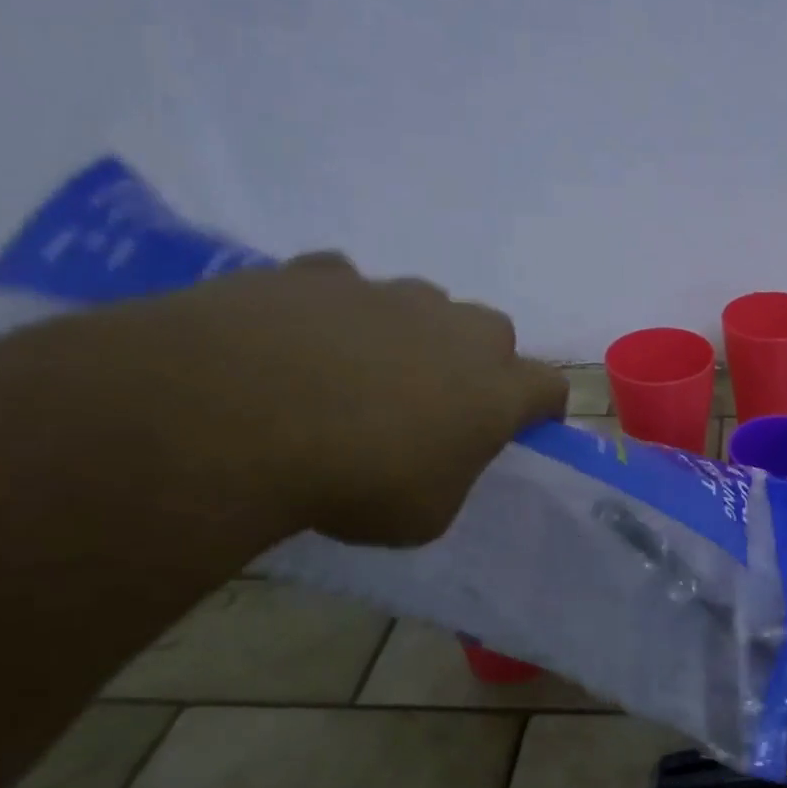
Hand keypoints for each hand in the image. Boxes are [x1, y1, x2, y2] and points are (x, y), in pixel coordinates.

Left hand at [98, 252, 567, 544]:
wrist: (235, 417)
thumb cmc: (354, 482)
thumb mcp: (426, 514)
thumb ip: (452, 475)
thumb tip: (439, 457)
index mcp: (495, 390)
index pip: (551, 388)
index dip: (541, 408)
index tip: (522, 427)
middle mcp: (456, 330)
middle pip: (494, 334)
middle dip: (478, 363)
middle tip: (439, 401)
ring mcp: (388, 293)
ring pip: (423, 304)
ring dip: (411, 333)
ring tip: (362, 372)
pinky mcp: (320, 272)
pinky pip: (345, 286)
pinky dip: (337, 312)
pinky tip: (302, 342)